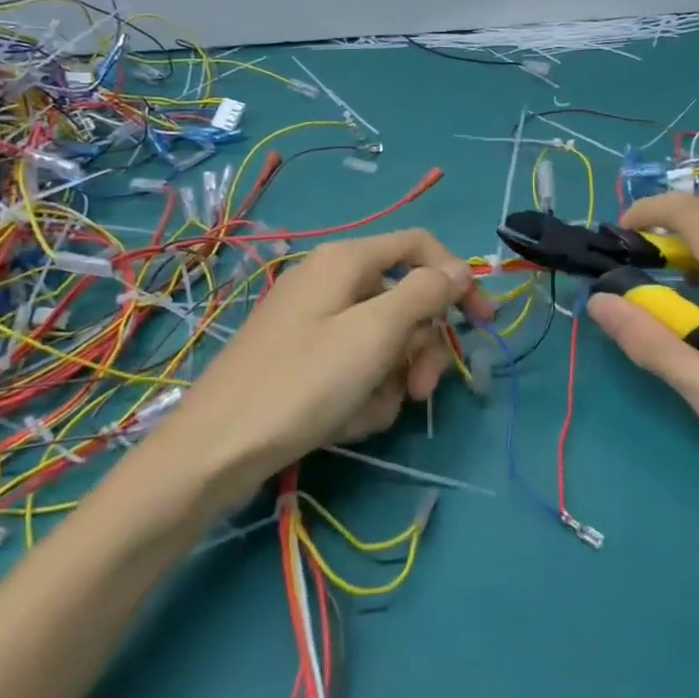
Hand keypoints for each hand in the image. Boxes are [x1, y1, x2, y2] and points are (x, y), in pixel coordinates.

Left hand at [155, 228, 491, 497]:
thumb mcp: (376, 333)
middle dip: (421, 346)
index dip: (458, 277)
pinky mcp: (305, 359)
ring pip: (384, 341)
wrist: (215, 450)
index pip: (420, 247)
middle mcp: (333, 281)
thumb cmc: (303, 382)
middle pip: (405, 300)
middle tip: (423, 389)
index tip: (482, 322)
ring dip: (392, 378)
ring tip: (370, 411)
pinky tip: (345, 422)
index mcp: (348, 260)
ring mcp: (316, 322)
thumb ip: (425, 292)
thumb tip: (459, 268)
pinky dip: (362, 393)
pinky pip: (355, 366)